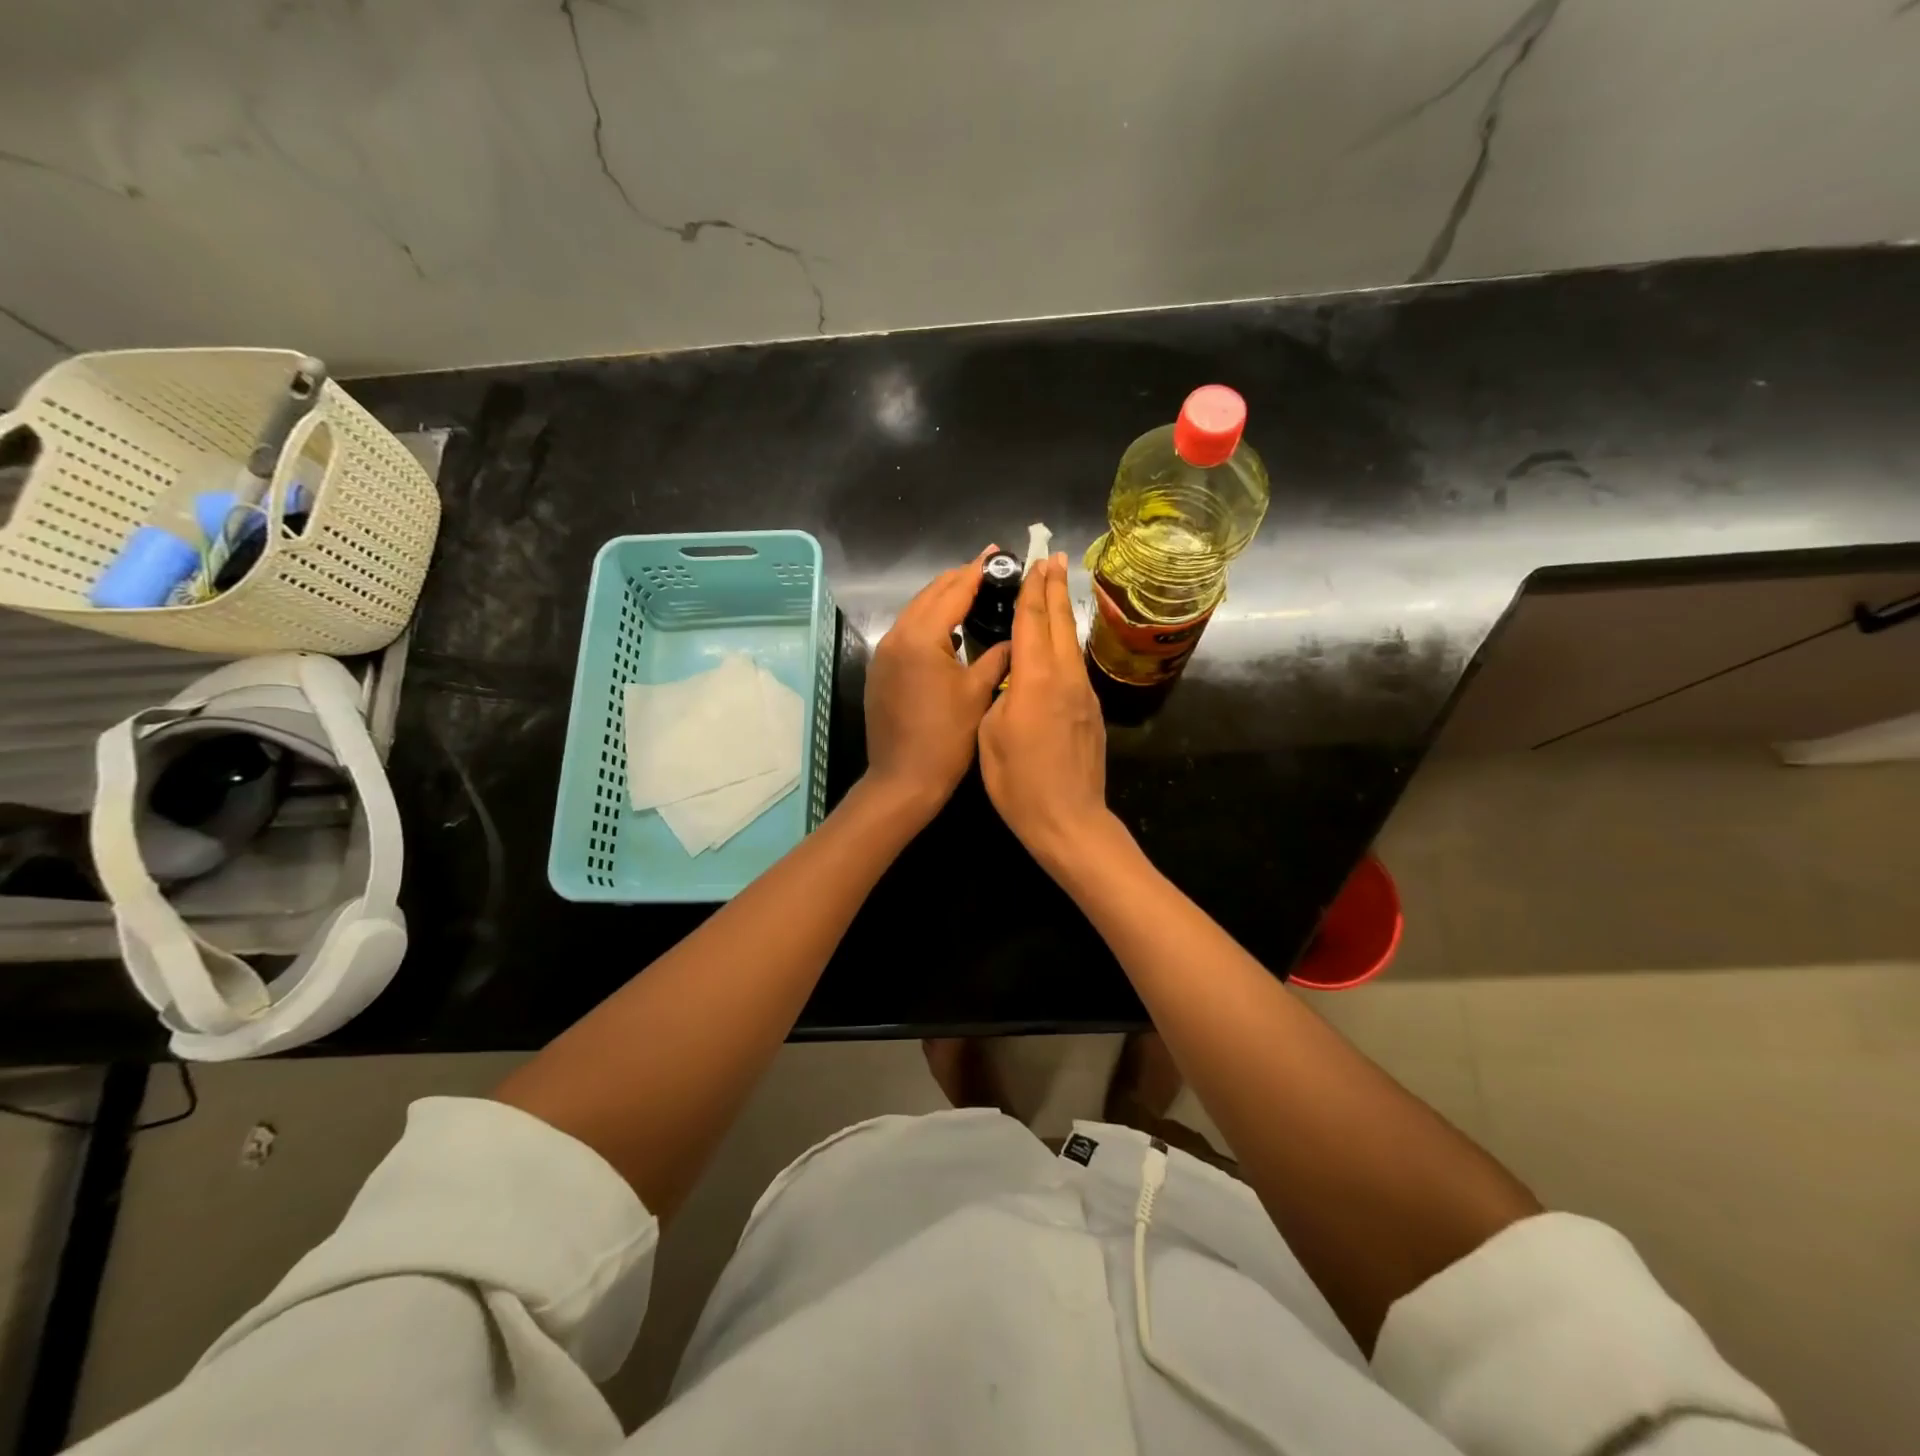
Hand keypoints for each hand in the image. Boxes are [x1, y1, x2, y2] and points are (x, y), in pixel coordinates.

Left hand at [862, 546, 1011, 818]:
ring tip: (972, 592)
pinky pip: (906, 634)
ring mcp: (884, 654)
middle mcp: (896, 636)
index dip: (977, 570)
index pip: (954, 591)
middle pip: (930, 595)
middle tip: (988, 568)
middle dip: (958, 579)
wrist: (903, 780)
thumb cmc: (946, 738)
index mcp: (922, 637)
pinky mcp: (880, 671)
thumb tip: (1014, 638)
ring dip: (942, 599)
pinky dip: (928, 623)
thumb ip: (997, 657)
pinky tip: (949, 630)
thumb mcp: (978, 693)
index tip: (997, 552)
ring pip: (915, 612)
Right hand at [978, 553, 1111, 867]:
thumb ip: (1000, 695)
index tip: (1036, 562)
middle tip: (1055, 557)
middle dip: (1055, 588)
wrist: (1068, 819)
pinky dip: (1065, 644)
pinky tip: (1059, 645)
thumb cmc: (1018, 781)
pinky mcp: (1091, 712)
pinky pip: (1075, 667)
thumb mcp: (991, 734)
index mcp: (1036, 679)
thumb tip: (1012, 678)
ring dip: (1063, 613)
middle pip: (1060, 623)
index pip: (1033, 622)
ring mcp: (1083, 694)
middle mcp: (1065, 677)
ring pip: (1071, 643)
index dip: (1033, 589)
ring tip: (1058, 589)